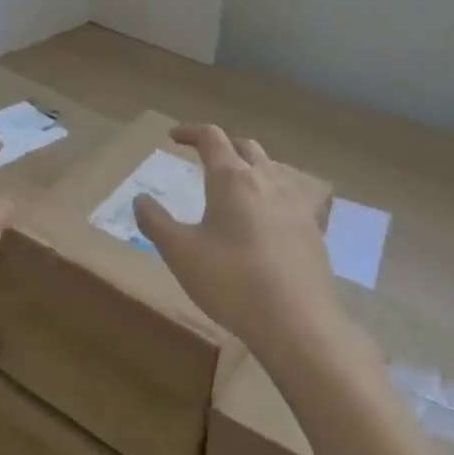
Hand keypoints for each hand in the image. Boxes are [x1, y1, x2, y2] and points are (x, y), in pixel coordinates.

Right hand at [133, 124, 343, 364]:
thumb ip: (155, 222)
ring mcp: (295, 204)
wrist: (297, 322)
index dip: (190, 132)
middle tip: (205, 158)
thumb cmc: (231, 281)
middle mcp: (266, 180)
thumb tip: (140, 199)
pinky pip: (293, 196)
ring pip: (272, 168)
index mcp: (231, 179)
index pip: (211, 137)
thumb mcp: (180, 253)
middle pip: (245, 147)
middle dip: (223, 146)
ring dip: (251, 165)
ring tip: (236, 184)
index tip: (173, 137)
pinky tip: (272, 215)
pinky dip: (275, 193)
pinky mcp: (313, 229)